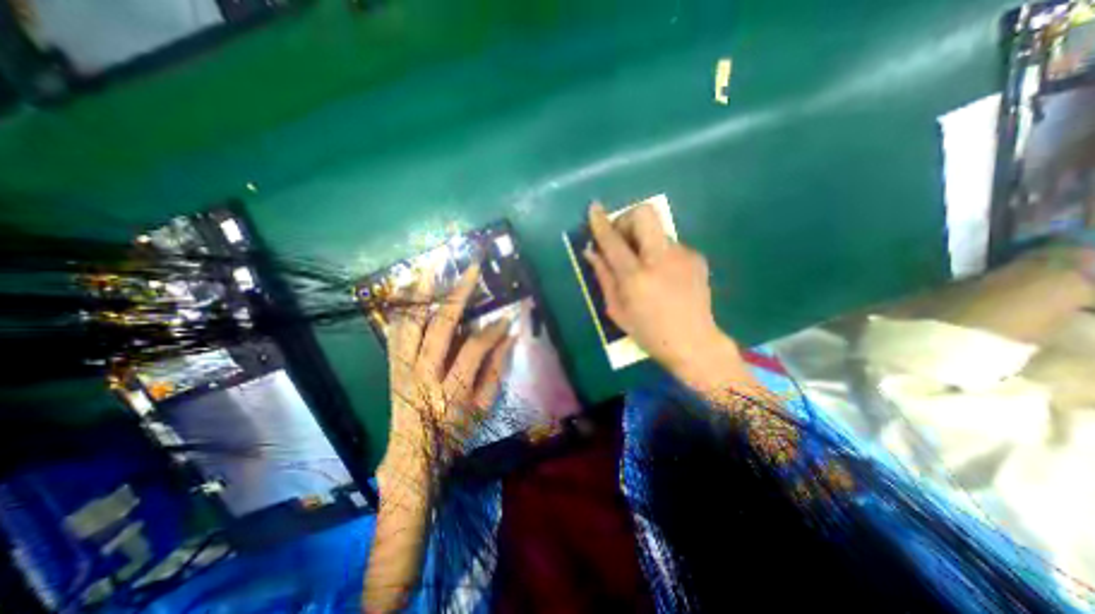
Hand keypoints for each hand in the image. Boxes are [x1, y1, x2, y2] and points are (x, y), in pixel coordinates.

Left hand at [385, 258, 517, 474]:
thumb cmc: (454, 433)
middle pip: (440, 326)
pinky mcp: (392, 366)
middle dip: (458, 295)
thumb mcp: (483, 407)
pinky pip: (394, 331)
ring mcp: (402, 367)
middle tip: (472, 270)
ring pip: (411, 322)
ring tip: (433, 266)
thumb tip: (510, 337)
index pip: (475, 348)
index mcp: (450, 388)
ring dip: (423, 292)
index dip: (493, 331)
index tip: (506, 317)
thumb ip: (496, 370)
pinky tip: (408, 288)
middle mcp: (423, 373)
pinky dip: (402, 307)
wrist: (412, 454)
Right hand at [580, 204, 733, 380]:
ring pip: (657, 230)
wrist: (694, 343)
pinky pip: (670, 244)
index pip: (614, 240)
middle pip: (644, 214)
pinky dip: (658, 252)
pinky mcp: (696, 257)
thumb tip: (591, 251)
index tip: (594, 209)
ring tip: (643, 266)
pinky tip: (662, 275)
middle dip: (627, 219)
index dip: (601, 223)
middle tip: (621, 239)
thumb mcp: (617, 309)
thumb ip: (604, 276)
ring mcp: (683, 255)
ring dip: (643, 240)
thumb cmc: (649, 332)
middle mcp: (661, 259)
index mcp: (636, 277)